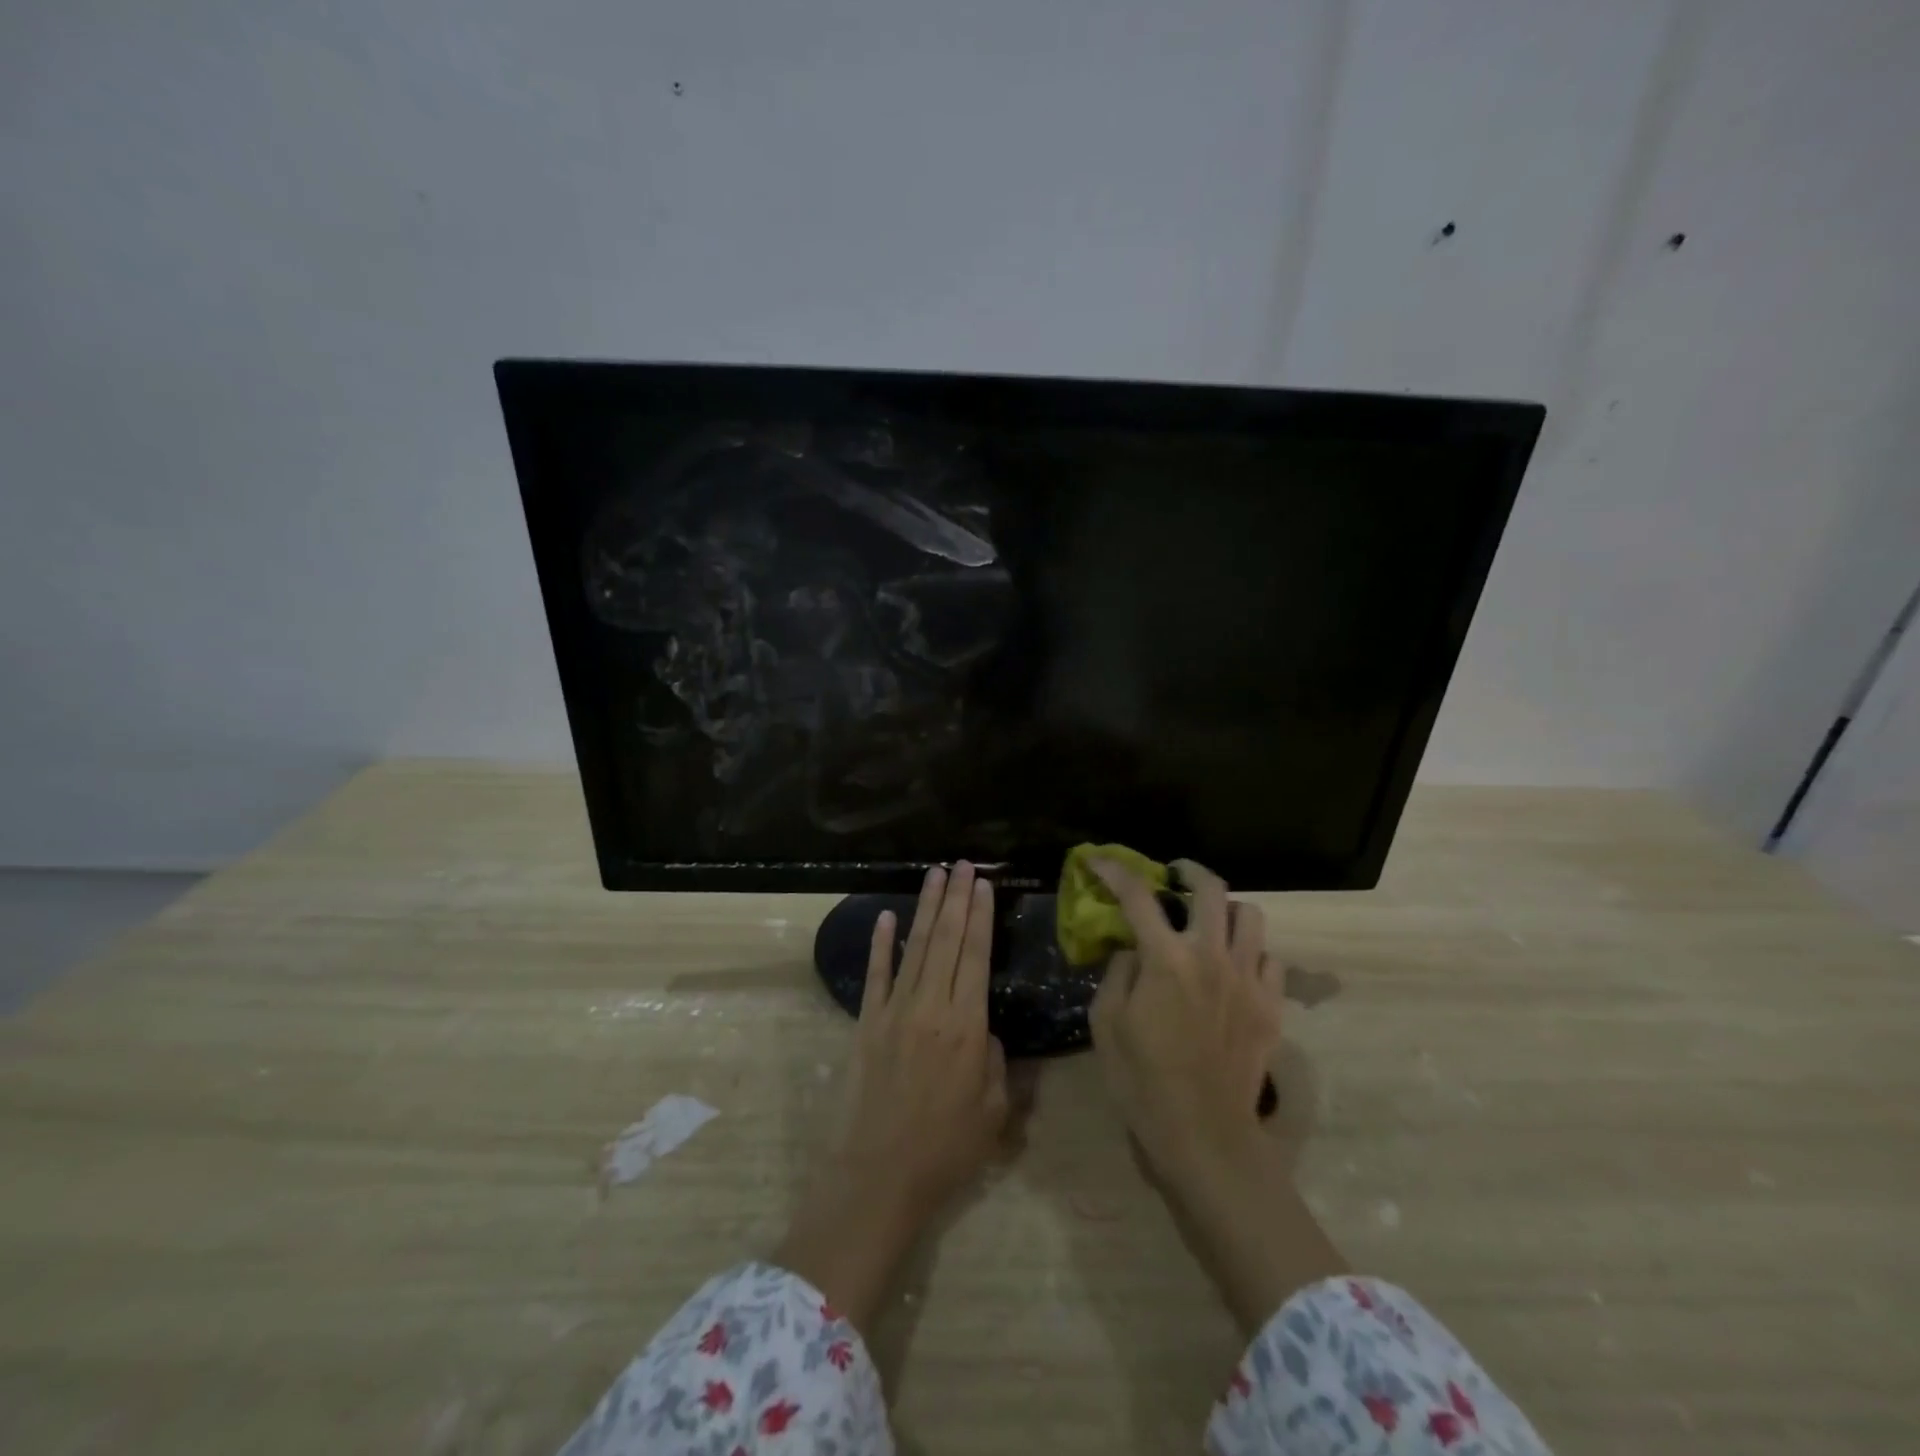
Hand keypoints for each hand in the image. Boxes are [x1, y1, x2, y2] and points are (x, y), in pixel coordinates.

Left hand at [774, 863, 1010, 1331]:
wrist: (878, 1177)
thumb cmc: (945, 1150)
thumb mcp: (993, 1112)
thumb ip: (996, 1063)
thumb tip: (985, 1032)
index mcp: (966, 1025)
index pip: (975, 955)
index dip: (980, 916)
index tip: (983, 884)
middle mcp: (930, 1007)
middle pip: (946, 940)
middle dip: (956, 898)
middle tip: (962, 864)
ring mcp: (894, 1012)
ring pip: (914, 947)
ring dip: (925, 908)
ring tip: (935, 874)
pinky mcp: (867, 1024)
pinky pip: (876, 975)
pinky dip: (881, 944)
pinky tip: (887, 917)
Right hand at [1089, 858, 1281, 1184]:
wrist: (1204, 1136)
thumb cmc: (1142, 1081)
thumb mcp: (1106, 1024)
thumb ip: (1118, 973)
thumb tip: (1133, 950)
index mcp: (1166, 959)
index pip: (1138, 896)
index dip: (1114, 871)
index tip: (1098, 860)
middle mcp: (1211, 956)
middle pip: (1210, 888)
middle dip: (1188, 870)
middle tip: (1174, 875)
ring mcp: (1248, 979)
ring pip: (1251, 916)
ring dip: (1227, 909)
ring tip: (1211, 922)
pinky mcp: (1272, 1005)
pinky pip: (1271, 958)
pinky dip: (1252, 953)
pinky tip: (1235, 968)